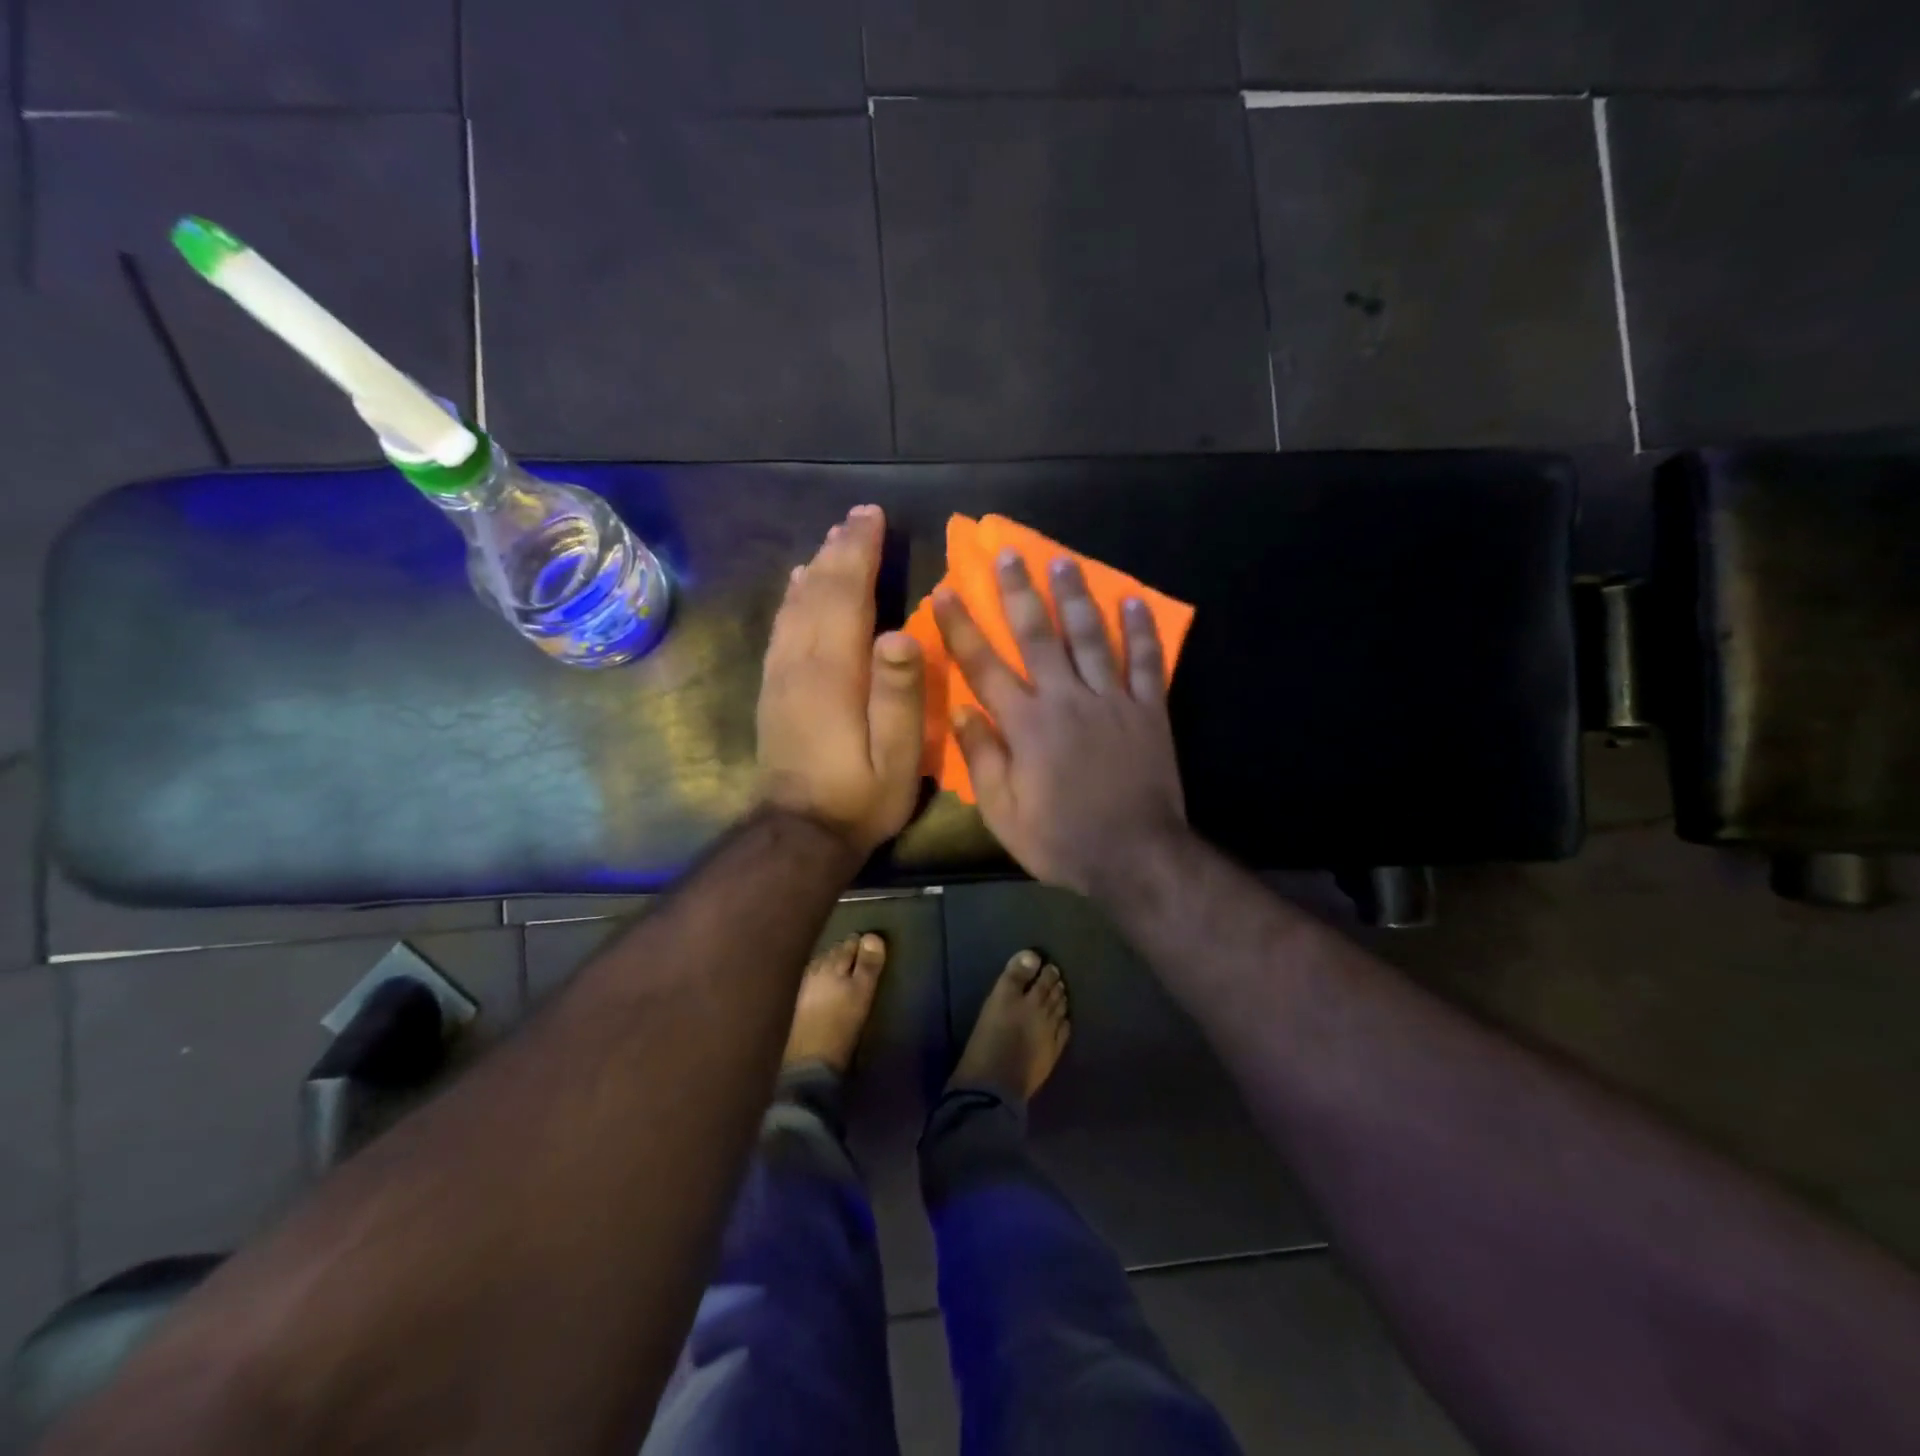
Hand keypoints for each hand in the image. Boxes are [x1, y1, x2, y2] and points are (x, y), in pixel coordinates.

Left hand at [757, 505, 924, 856]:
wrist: (799, 834)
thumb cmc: (859, 795)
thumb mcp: (896, 755)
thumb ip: (898, 694)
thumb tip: (900, 632)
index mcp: (833, 672)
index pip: (845, 596)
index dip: (859, 553)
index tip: (873, 517)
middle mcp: (801, 661)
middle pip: (818, 591)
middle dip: (840, 549)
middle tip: (859, 516)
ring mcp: (781, 674)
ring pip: (796, 604)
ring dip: (817, 566)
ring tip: (835, 539)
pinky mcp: (774, 689)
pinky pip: (783, 627)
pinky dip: (794, 597)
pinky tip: (800, 584)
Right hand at [932, 551, 1187, 897]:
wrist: (1136, 857)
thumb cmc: (1062, 840)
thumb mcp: (1004, 814)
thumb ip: (982, 760)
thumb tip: (962, 711)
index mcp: (1027, 725)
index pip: (985, 666)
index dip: (962, 627)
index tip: (946, 591)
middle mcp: (1067, 700)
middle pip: (1039, 636)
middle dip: (1020, 592)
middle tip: (1009, 554)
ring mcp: (1112, 701)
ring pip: (1091, 637)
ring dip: (1075, 597)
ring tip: (1063, 561)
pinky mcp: (1149, 710)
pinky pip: (1146, 662)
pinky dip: (1141, 631)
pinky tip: (1134, 601)